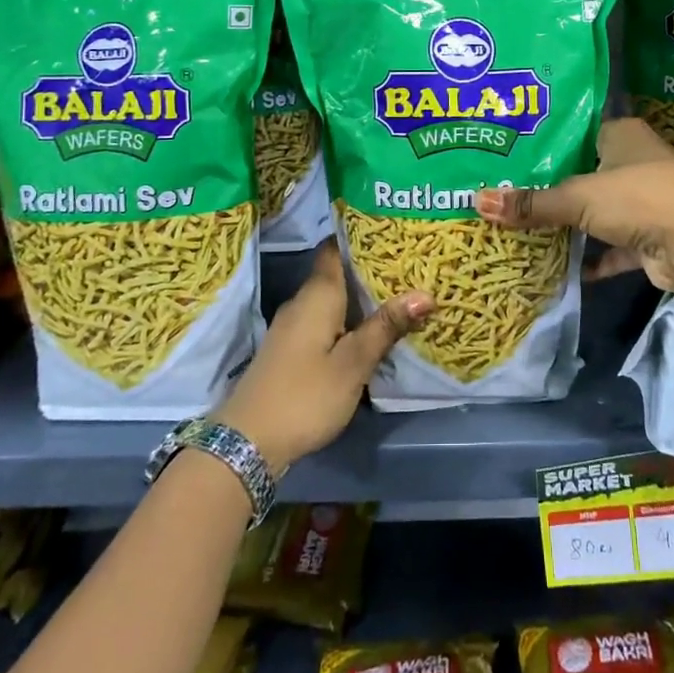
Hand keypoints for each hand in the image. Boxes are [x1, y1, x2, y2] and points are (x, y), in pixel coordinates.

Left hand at [216, 241, 431, 471]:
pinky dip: (349, 319)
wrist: (247, 442)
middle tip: (411, 264)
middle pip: (337, 272)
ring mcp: (294, 327)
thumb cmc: (305, 395)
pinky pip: (325, 321)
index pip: (335, 248)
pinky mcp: (291, 350)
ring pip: (333, 299)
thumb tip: (426, 293)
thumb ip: (386, 327)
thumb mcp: (353, 363)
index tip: (391, 229)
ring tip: (400, 293)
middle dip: (370, 267)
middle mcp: (302, 302)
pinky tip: (371, 330)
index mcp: (318, 295)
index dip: (360, 235)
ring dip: (361, 297)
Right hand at [474, 117, 673, 293]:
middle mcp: (636, 161)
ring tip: (527, 227)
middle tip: (509, 194)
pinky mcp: (651, 236)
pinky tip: (564, 266)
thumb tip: (477, 201)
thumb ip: (531, 203)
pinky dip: (594, 257)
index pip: (577, 132)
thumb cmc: (638, 199)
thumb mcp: (578, 197)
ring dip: (573, 223)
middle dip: (553, 188)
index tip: (509, 157)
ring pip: (600, 210)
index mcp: (623, 134)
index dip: (546, 145)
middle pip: (586, 172)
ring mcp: (647, 200)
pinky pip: (614, 245)